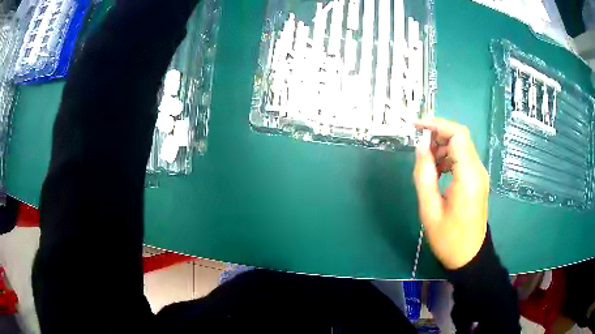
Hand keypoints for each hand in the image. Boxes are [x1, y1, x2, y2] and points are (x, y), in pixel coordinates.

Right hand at [413, 118, 488, 269]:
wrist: (469, 256)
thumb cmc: (448, 238)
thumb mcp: (429, 209)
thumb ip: (424, 175)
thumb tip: (420, 146)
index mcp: (468, 176)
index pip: (457, 134)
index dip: (436, 124)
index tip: (416, 126)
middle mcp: (478, 170)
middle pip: (460, 137)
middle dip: (437, 135)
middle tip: (419, 148)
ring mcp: (480, 175)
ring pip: (461, 146)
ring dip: (442, 147)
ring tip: (426, 163)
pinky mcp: (478, 180)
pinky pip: (463, 158)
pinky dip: (449, 157)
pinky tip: (438, 171)